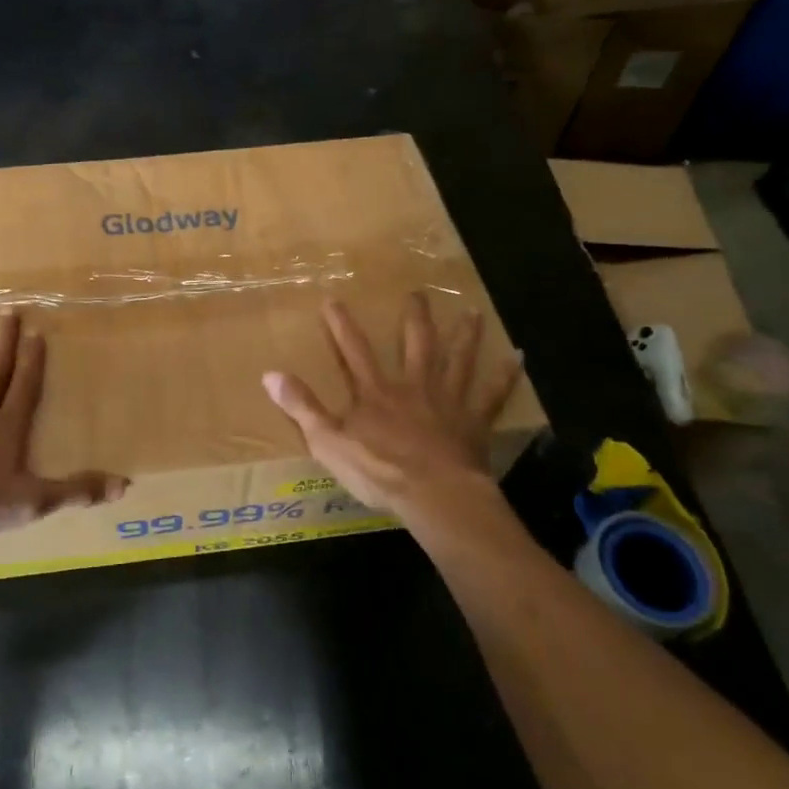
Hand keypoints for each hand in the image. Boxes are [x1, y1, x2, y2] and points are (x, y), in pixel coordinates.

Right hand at [262, 294, 523, 519]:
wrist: (433, 494)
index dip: (341, 325)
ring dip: (464, 336)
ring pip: (456, 361)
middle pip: (414, 345)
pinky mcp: (473, 422)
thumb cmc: (378, 470)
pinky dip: (504, 376)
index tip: (333, 299)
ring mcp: (446, 401)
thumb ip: (301, 406)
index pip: (354, 350)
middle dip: (413, 318)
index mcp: (375, 392)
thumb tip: (270, 374)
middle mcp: (412, 386)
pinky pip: (492, 395)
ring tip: (473, 312)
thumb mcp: (327, 441)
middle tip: (418, 293)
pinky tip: (517, 358)